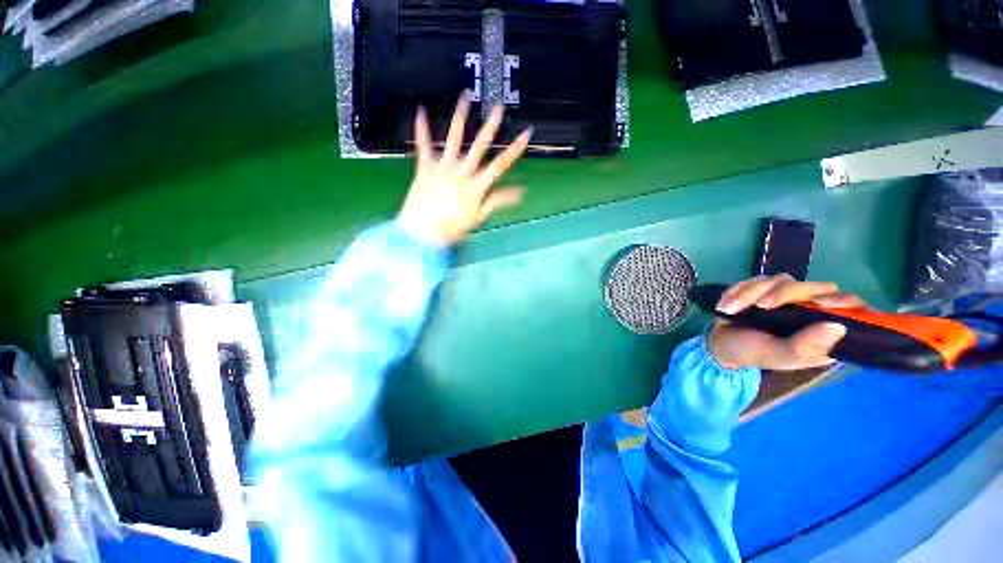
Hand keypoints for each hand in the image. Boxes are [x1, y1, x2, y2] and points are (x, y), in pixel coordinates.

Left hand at [398, 92, 531, 246]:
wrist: (422, 233)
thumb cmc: (452, 228)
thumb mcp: (478, 216)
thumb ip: (498, 200)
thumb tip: (520, 192)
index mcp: (476, 185)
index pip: (500, 164)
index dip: (515, 149)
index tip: (526, 134)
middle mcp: (461, 171)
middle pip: (479, 145)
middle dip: (491, 126)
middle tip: (498, 108)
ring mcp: (442, 167)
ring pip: (453, 137)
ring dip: (460, 116)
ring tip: (465, 97)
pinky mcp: (424, 167)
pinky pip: (423, 145)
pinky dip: (421, 129)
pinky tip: (420, 112)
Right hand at [708, 275, 865, 370]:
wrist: (721, 344)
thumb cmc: (755, 353)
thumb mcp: (780, 356)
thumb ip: (806, 345)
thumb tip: (838, 327)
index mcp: (824, 329)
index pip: (851, 308)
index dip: (844, 301)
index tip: (823, 303)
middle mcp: (812, 308)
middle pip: (814, 287)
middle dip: (783, 294)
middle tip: (761, 306)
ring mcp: (788, 296)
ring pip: (781, 280)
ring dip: (751, 294)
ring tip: (730, 310)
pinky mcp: (765, 287)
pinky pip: (757, 279)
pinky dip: (738, 291)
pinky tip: (726, 306)